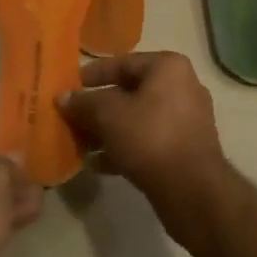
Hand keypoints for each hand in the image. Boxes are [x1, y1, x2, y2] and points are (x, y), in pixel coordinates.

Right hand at [58, 52, 227, 228]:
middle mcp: (182, 87)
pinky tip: (99, 164)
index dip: (92, 75)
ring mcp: (187, 119)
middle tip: (72, 119)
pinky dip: (125, 147)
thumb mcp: (108, 116)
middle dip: (98, 108)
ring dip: (109, 131)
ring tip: (82, 145)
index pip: (122, 63)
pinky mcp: (186, 149)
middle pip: (129, 92)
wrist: (193, 193)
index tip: (69, 87)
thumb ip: (83, 103)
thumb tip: (63, 97)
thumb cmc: (150, 139)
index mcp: (168, 67)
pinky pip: (149, 140)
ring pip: (138, 118)